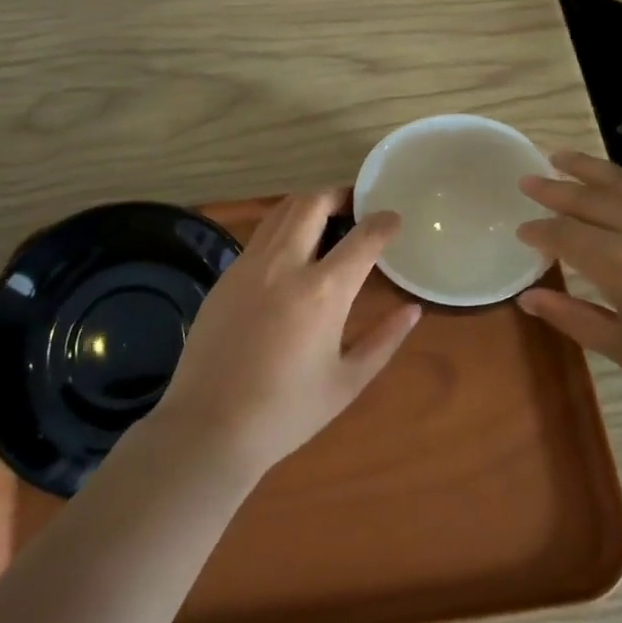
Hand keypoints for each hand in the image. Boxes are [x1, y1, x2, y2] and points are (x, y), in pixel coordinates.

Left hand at [147, 191, 421, 476]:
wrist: (209, 427)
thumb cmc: (286, 412)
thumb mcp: (347, 382)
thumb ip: (384, 340)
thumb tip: (412, 310)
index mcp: (322, 292)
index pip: (362, 238)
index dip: (383, 222)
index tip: (393, 219)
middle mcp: (284, 265)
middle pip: (312, 203)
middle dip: (339, 195)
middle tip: (356, 206)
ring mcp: (248, 267)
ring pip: (280, 212)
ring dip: (307, 206)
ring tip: (326, 220)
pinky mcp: (224, 277)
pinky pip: (259, 237)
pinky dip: (282, 229)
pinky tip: (291, 253)